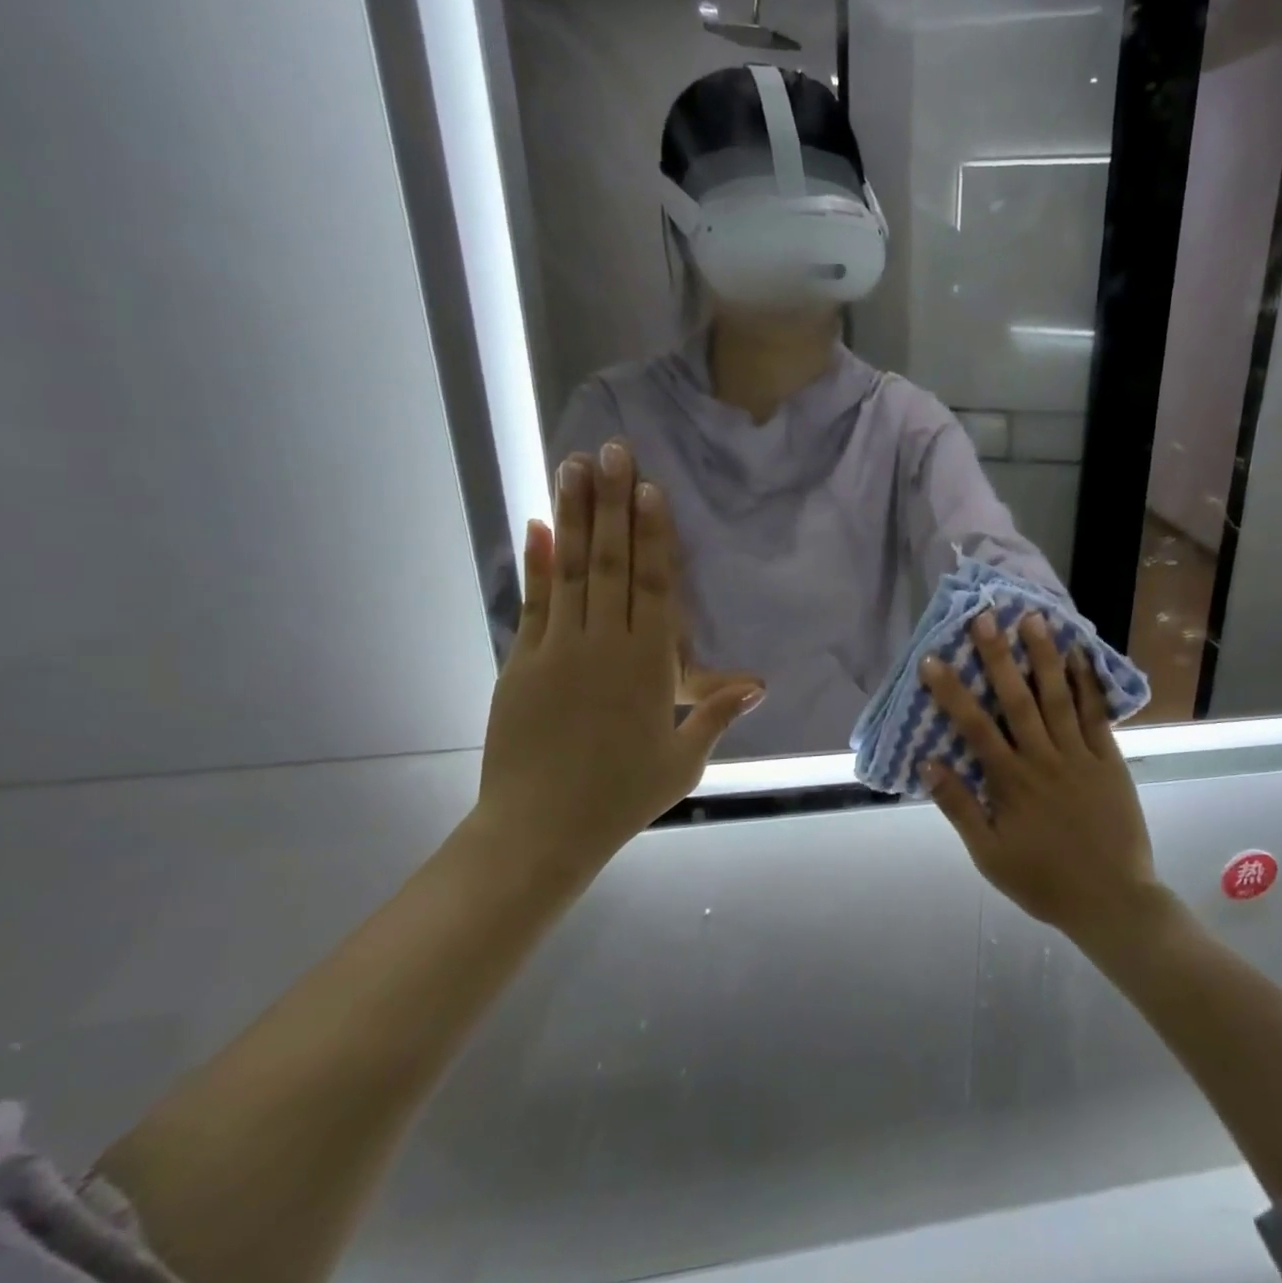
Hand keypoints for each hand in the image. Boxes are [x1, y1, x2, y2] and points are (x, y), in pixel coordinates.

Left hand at [476, 440, 764, 872]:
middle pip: (614, 563)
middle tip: (612, 451)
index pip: (656, 586)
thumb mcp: (684, 760)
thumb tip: (760, 685)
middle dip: (615, 504)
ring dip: (576, 516)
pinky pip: (534, 603)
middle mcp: (605, 645)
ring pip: (573, 571)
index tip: (650, 488)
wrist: (539, 831)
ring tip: (574, 467)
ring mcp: (559, 650)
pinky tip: (538, 524)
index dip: (655, 534)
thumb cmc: (622, 797)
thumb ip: (716, 714)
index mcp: (649, 666)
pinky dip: (537, 562)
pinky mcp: (522, 663)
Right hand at [920, 612, 1160, 943]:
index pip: (973, 727)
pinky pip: (1096, 715)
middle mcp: (1042, 758)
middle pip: (1016, 699)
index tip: (933, 659)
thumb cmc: (1044, 881)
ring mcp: (1079, 755)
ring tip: (1034, 619)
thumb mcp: (990, 855)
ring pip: (1057, 697)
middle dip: (998, 656)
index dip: (951, 691)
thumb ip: (960, 808)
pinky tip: (1080, 655)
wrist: (1112, 901)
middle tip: (985, 616)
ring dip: (1044, 657)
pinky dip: (1087, 684)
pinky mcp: (1109, 759)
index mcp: (1010, 781)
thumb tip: (929, 762)